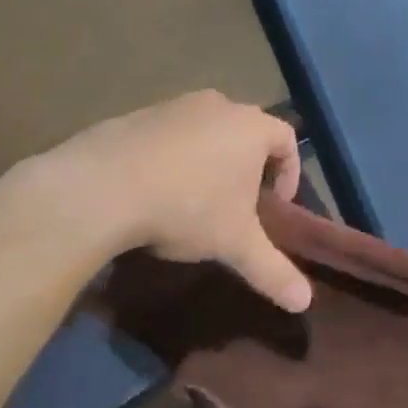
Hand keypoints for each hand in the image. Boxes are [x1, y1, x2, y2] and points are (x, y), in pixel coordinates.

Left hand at [44, 91, 312, 311]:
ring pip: (205, 130)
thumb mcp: (235, 244)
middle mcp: (216, 104)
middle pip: (245, 131)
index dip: (290, 172)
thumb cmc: (187, 207)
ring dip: (209, 160)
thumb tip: (305, 302)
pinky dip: (173, 157)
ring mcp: (173, 105)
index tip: (276, 206)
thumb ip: (273, 271)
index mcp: (250, 126)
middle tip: (239, 204)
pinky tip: (157, 190)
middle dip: (248, 166)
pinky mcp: (136, 115)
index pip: (287, 139)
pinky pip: (168, 135)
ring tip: (196, 199)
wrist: (103, 186)